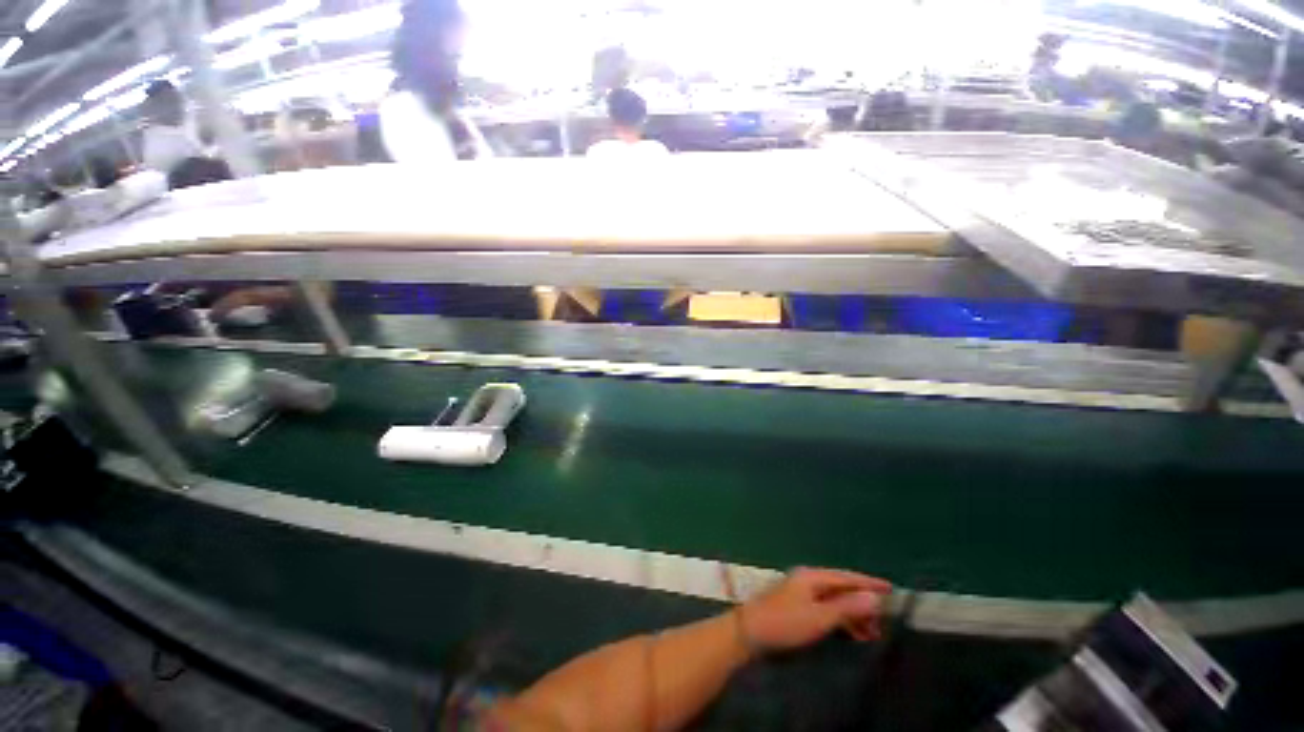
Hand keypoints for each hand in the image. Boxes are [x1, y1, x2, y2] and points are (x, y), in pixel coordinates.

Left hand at [740, 568, 891, 651]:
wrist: (750, 631)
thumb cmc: (785, 623)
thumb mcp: (819, 617)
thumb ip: (846, 607)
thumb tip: (873, 597)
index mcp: (813, 577)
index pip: (847, 577)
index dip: (869, 583)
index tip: (891, 589)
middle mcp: (808, 580)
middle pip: (842, 588)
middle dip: (863, 603)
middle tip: (883, 623)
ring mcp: (802, 592)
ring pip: (835, 600)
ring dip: (853, 614)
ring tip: (872, 634)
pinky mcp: (798, 606)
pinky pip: (827, 608)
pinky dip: (841, 619)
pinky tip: (852, 633)